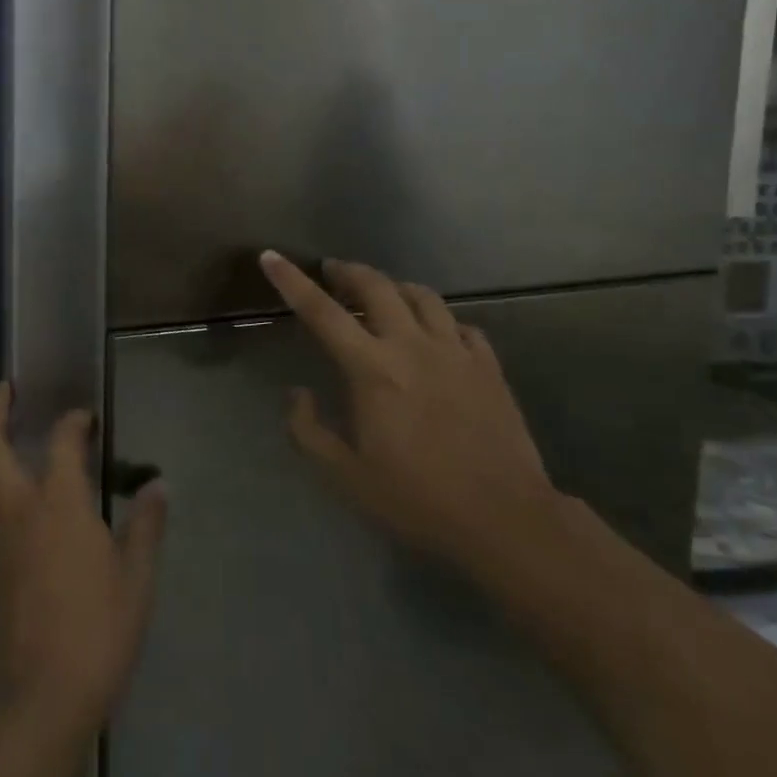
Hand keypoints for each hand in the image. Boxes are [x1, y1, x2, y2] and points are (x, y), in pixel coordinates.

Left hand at [0, 384, 167, 739]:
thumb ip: (145, 526)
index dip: (73, 423)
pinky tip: (0, 493)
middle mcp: (19, 508)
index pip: (62, 443)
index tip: (85, 417)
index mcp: (60, 503)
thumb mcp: (136, 580)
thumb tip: (158, 483)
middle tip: (5, 390)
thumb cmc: (96, 634)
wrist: (36, 700)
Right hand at [259, 252, 561, 572]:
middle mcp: (412, 346)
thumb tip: (296, 393)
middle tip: (332, 272)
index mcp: (372, 369)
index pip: (322, 312)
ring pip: (422, 296)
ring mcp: (455, 351)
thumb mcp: (345, 476)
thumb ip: (308, 431)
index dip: (292, 281)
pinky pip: (460, 324)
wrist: (504, 519)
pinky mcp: (488, 366)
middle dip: (348, 271)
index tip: (271, 256)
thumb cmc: (416, 499)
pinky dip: (439, 319)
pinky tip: (435, 333)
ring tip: (382, 294)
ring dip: (394, 287)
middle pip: (376, 286)